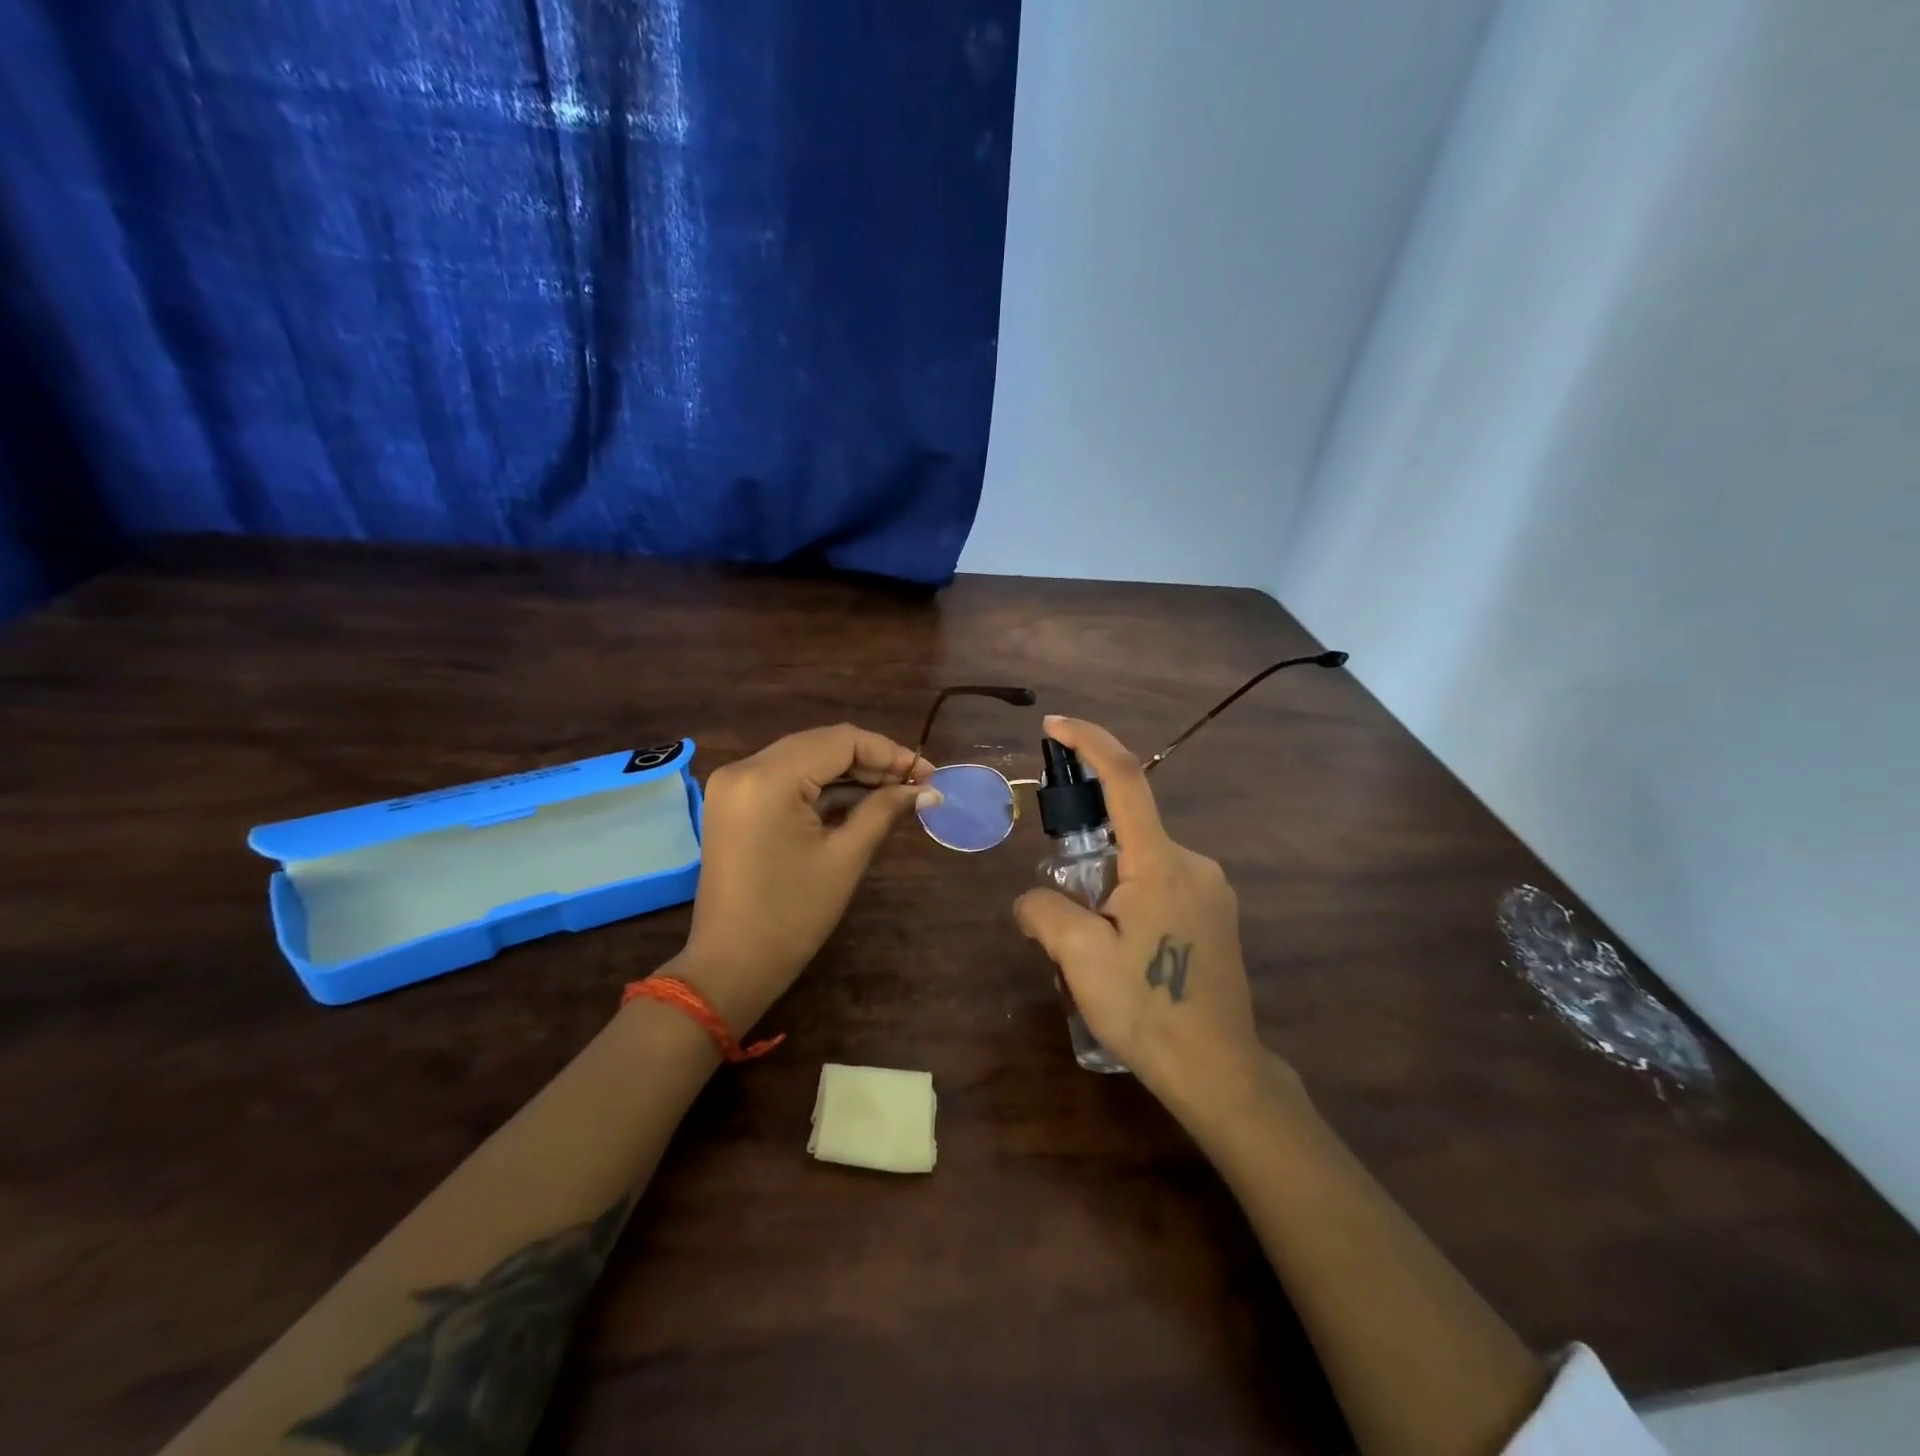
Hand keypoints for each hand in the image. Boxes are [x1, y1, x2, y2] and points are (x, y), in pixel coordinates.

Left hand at [675, 724, 938, 1031]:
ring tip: (895, 791)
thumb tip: (928, 790)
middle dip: (872, 760)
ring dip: (849, 772)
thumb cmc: (792, 915)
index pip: (840, 740)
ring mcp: (734, 784)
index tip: (928, 773)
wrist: (731, 965)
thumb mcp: (845, 857)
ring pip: (805, 758)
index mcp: (767, 778)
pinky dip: (822, 786)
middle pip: (821, 744)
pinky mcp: (734, 802)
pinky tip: (859, 799)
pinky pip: (786, 778)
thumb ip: (884, 810)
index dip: (889, 752)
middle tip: (917, 782)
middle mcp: (744, 768)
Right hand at [1014, 715, 1287, 1113]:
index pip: (1125, 780)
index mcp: (1161, 862)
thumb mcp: (1078, 958)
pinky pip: (1162, 886)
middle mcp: (1194, 862)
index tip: (1055, 725)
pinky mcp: (1217, 915)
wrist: (1219, 1072)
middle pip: (1128, 831)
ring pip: (1142, 864)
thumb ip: (1043, 910)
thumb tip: (1030, 900)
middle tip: (1067, 917)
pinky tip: (1124, 954)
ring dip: (1108, 888)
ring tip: (1095, 950)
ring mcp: (1212, 889)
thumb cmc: (1148, 1009)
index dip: (1090, 742)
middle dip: (1087, 857)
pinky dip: (1131, 901)